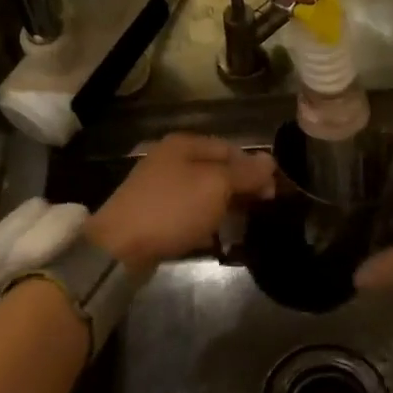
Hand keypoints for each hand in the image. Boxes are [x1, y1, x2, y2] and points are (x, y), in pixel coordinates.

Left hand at [86, 133, 275, 273]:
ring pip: (203, 193)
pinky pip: (188, 212)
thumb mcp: (215, 186)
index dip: (254, 168)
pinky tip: (215, 237)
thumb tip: (270, 160)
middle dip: (240, 188)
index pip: (230, 149)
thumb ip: (244, 172)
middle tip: (261, 211)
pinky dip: (204, 222)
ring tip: (242, 225)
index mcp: (184, 144)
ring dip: (224, 207)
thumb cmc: (172, 209)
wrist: (119, 248)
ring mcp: (159, 187)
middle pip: (216, 170)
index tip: (272, 194)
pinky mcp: (154, 214)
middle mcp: (170, 160)